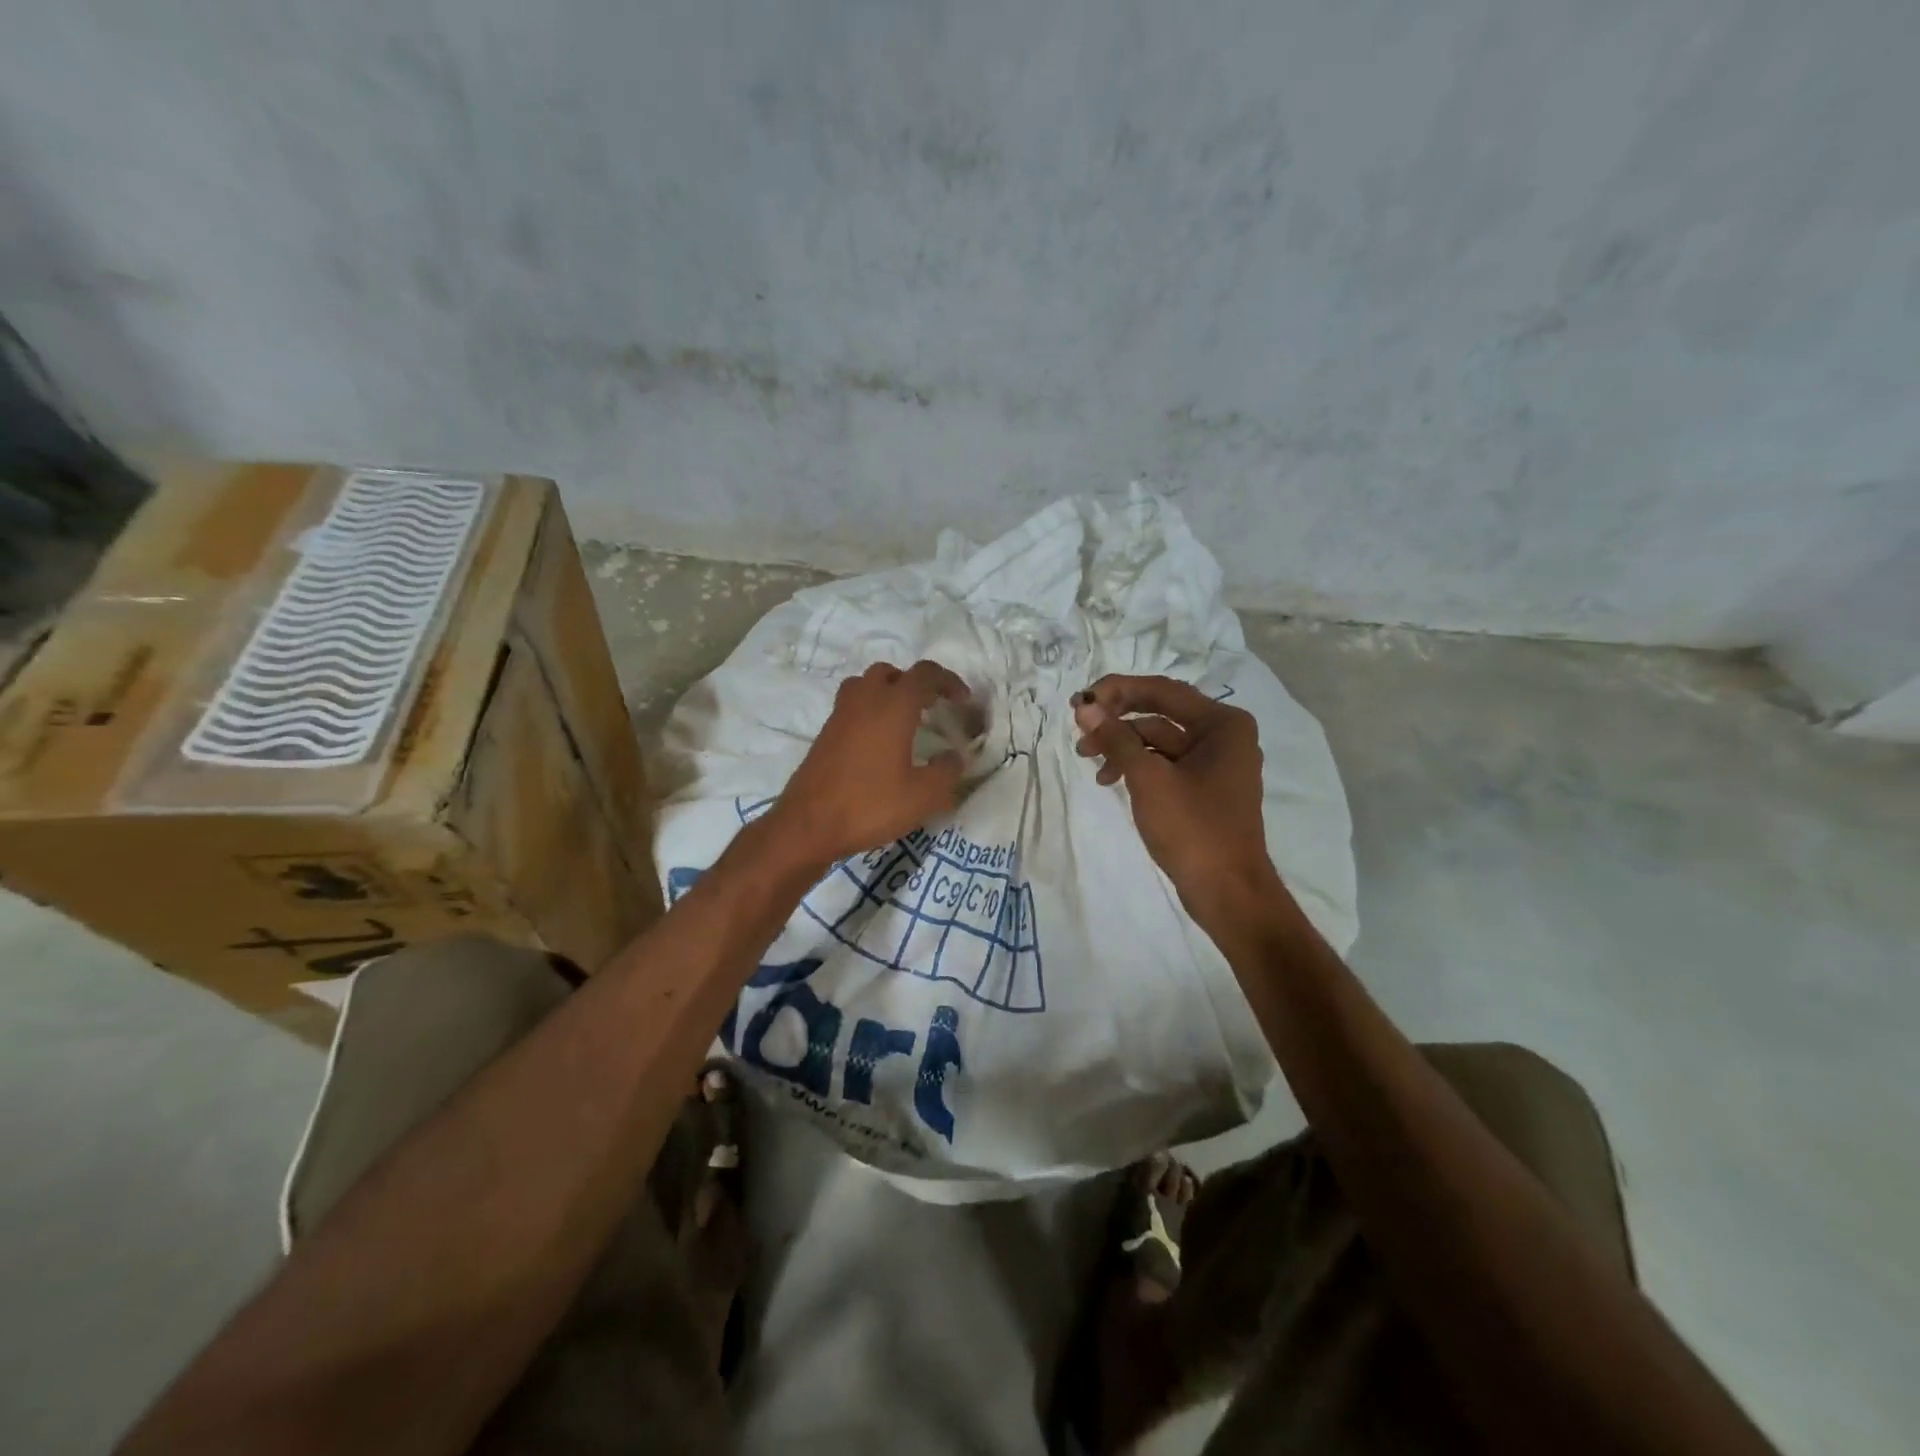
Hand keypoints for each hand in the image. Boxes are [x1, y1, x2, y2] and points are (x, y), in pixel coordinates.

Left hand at [767, 660, 972, 868]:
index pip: (925, 674)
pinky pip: (852, 706)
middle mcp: (865, 700)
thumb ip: (947, 772)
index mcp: (893, 706)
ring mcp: (840, 715)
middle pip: (892, 673)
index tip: (962, 701)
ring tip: (904, 719)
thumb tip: (954, 756)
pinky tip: (880, 742)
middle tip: (932, 707)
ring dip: (888, 692)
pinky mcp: (825, 733)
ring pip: (866, 685)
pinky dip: (870, 711)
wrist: (808, 825)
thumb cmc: (870, 805)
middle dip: (916, 684)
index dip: (948, 681)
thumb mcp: (923, 796)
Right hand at [1072, 675, 1276, 923]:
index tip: (1080, 702)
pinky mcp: (1203, 788)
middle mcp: (1223, 736)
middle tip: (1078, 728)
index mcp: (1222, 724)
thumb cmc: (1193, 829)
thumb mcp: (1148, 779)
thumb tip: (1085, 707)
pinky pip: (1164, 763)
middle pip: (1159, 713)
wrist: (1228, 892)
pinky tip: (1109, 779)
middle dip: (1116, 720)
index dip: (1117, 690)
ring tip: (1087, 759)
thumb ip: (1115, 738)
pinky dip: (1136, 766)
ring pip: (1158, 739)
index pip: (1162, 691)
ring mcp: (1214, 763)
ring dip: (1122, 745)